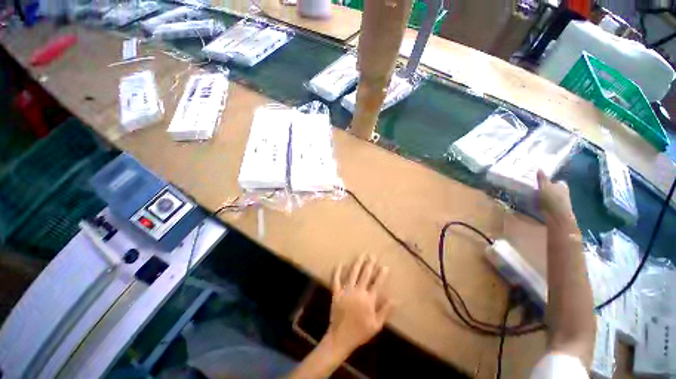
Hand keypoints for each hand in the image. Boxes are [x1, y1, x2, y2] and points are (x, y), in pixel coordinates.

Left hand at [324, 255, 393, 355]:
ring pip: (353, 273)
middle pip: (365, 275)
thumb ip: (386, 310)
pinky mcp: (336, 293)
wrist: (341, 338)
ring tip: (361, 255)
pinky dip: (337, 272)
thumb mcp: (376, 325)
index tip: (385, 266)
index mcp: (368, 299)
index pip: (377, 283)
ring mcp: (346, 291)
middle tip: (372, 255)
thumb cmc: (360, 332)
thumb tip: (396, 299)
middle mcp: (358, 292)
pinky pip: (336, 280)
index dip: (382, 274)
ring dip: (357, 263)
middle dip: (370, 264)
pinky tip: (340, 263)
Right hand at [536, 170, 575, 226]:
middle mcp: (564, 193)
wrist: (558, 217)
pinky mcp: (557, 210)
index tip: (539, 184)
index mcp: (562, 186)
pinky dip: (544, 205)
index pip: (555, 182)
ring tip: (534, 199)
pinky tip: (538, 206)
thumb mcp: (545, 186)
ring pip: (551, 197)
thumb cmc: (552, 199)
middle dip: (546, 190)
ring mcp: (561, 202)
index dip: (548, 182)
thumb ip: (542, 178)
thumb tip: (539, 168)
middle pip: (554, 190)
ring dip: (545, 198)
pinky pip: (549, 205)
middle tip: (534, 191)